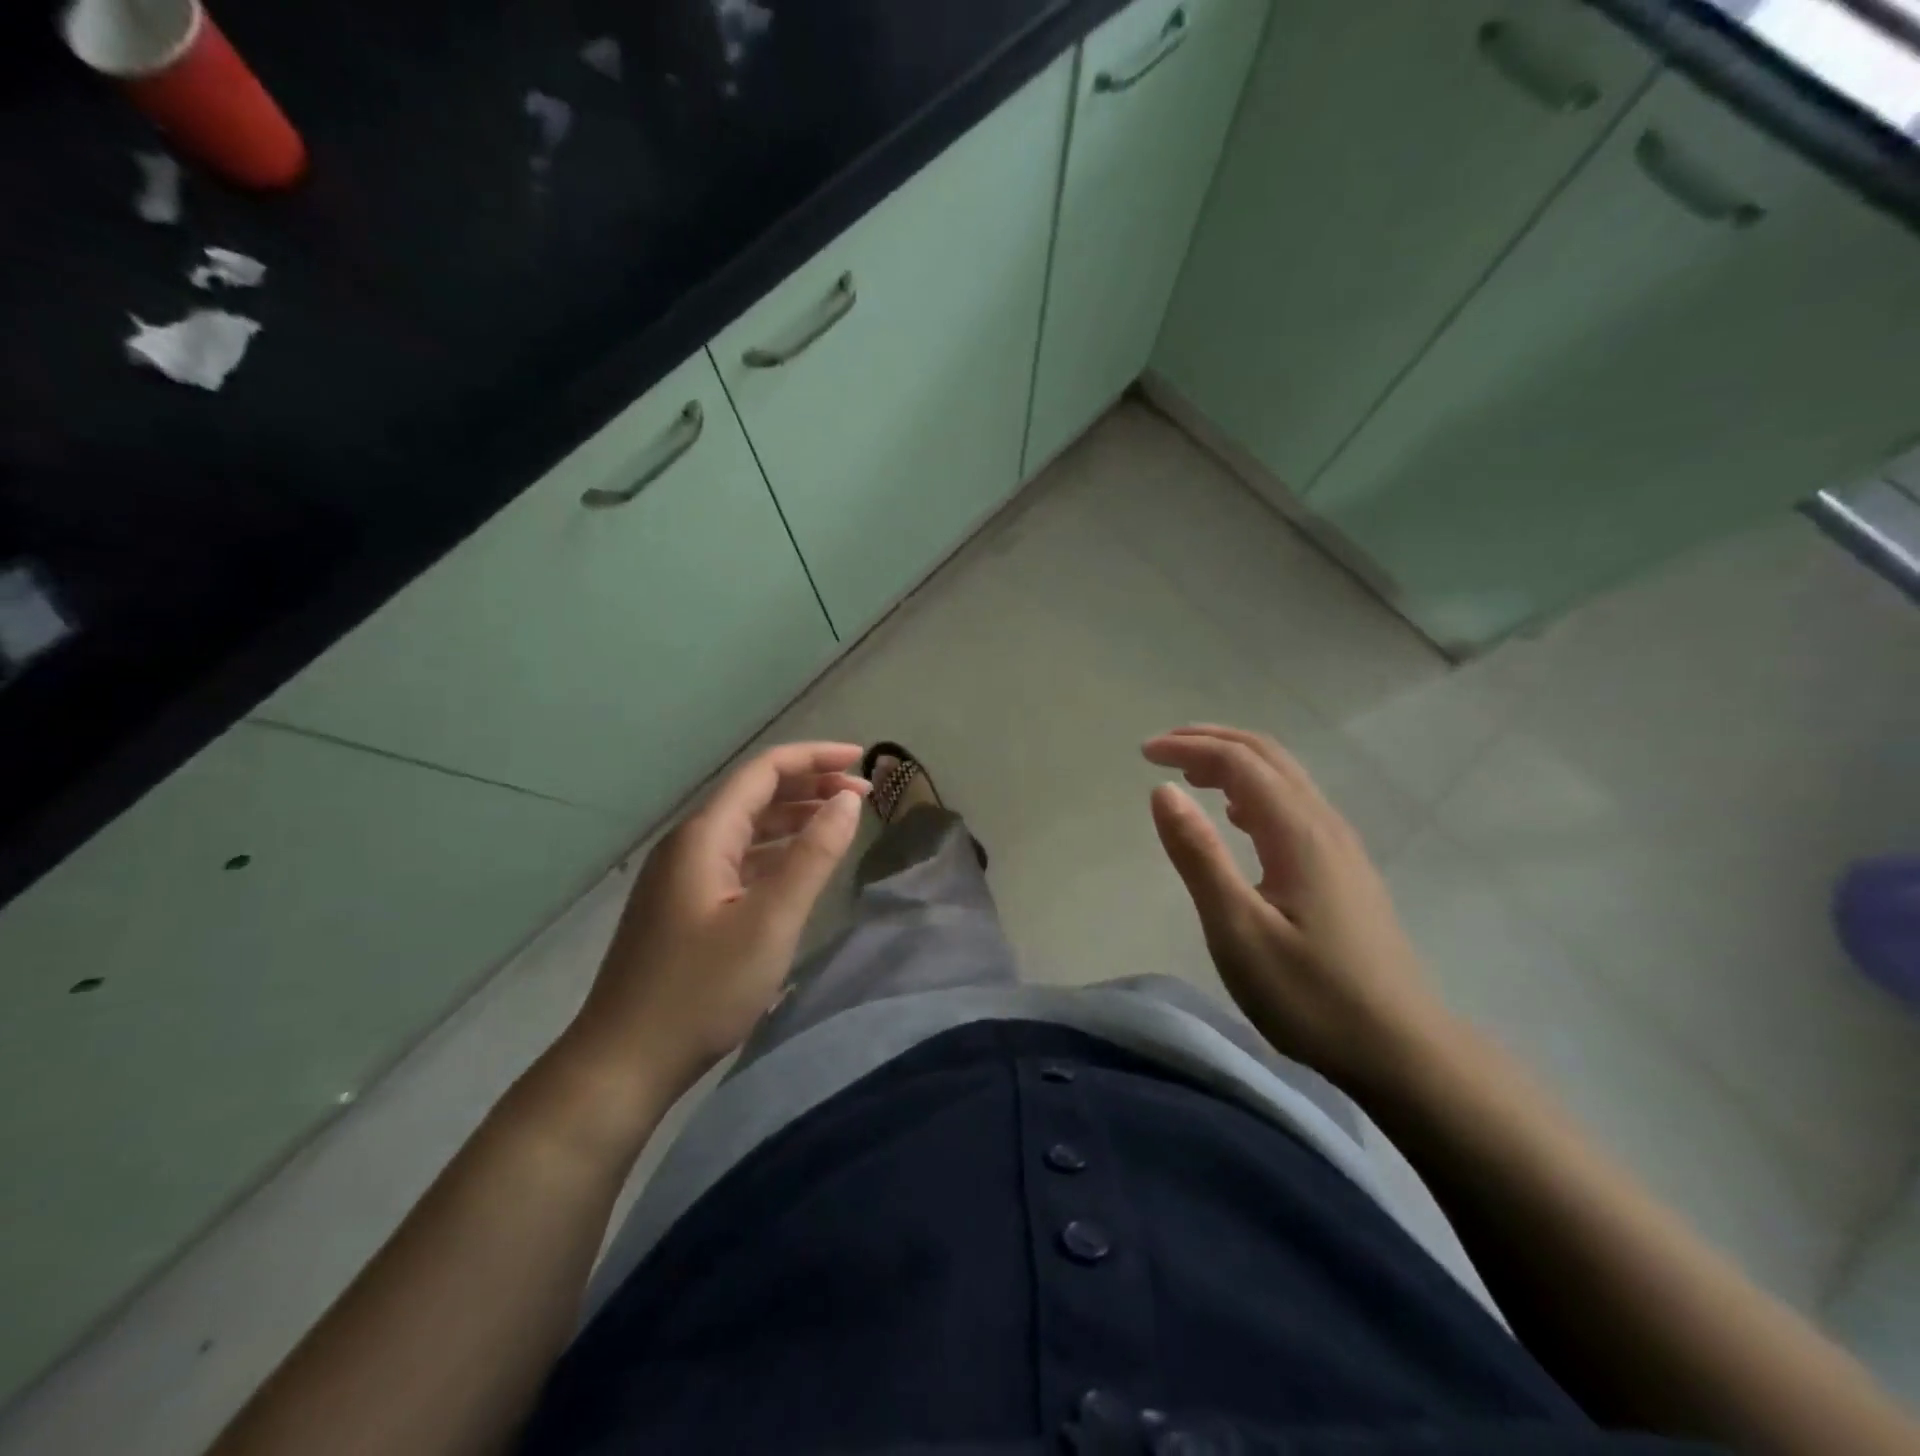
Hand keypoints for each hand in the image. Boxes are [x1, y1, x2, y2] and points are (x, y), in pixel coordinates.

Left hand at [567, 743, 869, 1098]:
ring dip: (794, 819)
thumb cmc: (701, 991)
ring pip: (746, 829)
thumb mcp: (770, 921)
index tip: (862, 761)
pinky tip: (799, 868)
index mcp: (704, 836)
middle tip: (861, 797)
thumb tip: (847, 801)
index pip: (764, 771)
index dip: (815, 758)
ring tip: (840, 823)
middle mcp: (689, 845)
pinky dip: (775, 853)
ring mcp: (682, 877)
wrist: (623, 1063)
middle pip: (755, 795)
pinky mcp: (683, 907)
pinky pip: (737, 860)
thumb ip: (813, 856)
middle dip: (809, 786)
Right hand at [1143, 725, 1451, 1089]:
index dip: (1189, 748)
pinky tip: (1237, 817)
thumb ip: (1199, 855)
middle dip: (1212, 741)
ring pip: (1285, 779)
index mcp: (1298, 832)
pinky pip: (1295, 805)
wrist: (1402, 1049)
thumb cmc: (1310, 994)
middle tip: (1163, 749)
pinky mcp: (1345, 870)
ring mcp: (1341, 847)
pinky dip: (1255, 791)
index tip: (1144, 753)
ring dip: (1235, 762)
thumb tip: (1163, 791)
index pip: (1239, 762)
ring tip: (1191, 774)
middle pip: (1268, 756)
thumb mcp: (1238, 930)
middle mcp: (1324, 825)